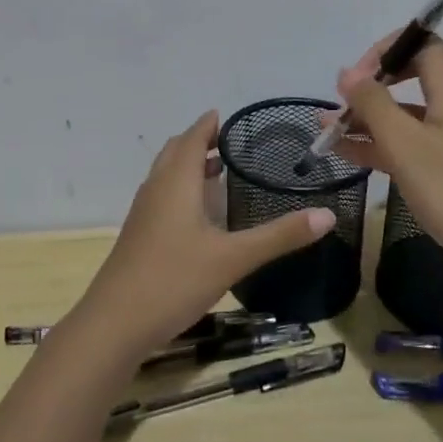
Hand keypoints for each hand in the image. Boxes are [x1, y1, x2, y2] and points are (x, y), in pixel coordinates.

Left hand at [68, 111, 336, 357]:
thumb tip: (328, 215)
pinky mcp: (139, 236)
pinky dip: (181, 190)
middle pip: (175, 152)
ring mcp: (143, 214)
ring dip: (189, 166)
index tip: (230, 116)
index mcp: (175, 182)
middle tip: (231, 143)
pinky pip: (162, 197)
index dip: (209, 124)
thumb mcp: (233, 258)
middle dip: (199, 141)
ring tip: (219, 170)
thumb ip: (279, 236)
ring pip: (166, 175)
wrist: (114, 324)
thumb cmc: (173, 280)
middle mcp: (156, 189)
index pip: (192, 137)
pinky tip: (200, 215)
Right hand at [331, 35, 442, 276]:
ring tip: (329, 135)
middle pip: (413, 76)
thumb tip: (348, 72)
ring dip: (373, 121)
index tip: (351, 83)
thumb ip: (373, 104)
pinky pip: (424, 138)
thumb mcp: (405, 146)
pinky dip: (392, 143)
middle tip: (337, 113)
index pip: (418, 42)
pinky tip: (355, 156)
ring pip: (414, 113)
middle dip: (370, 91)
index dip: (380, 53)